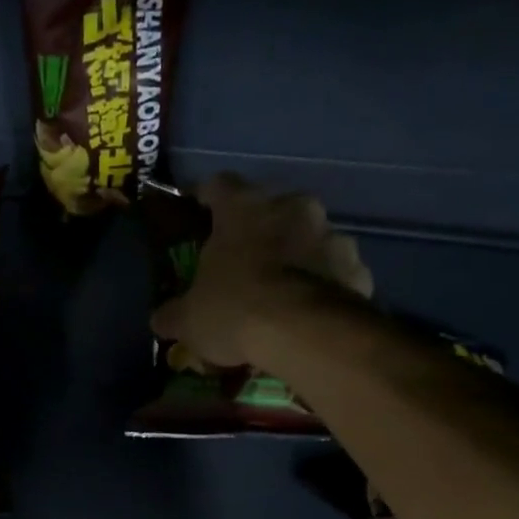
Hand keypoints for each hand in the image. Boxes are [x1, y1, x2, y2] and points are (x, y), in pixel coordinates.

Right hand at [151, 174, 372, 368]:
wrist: (303, 333)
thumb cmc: (235, 310)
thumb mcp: (189, 320)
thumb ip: (173, 314)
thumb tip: (160, 319)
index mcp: (244, 208)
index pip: (219, 185)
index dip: (206, 196)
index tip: (199, 208)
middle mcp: (292, 207)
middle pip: (271, 210)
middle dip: (259, 232)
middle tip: (245, 261)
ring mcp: (331, 234)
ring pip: (309, 239)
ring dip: (297, 257)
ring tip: (284, 291)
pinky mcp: (357, 267)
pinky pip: (336, 272)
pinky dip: (325, 286)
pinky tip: (312, 312)